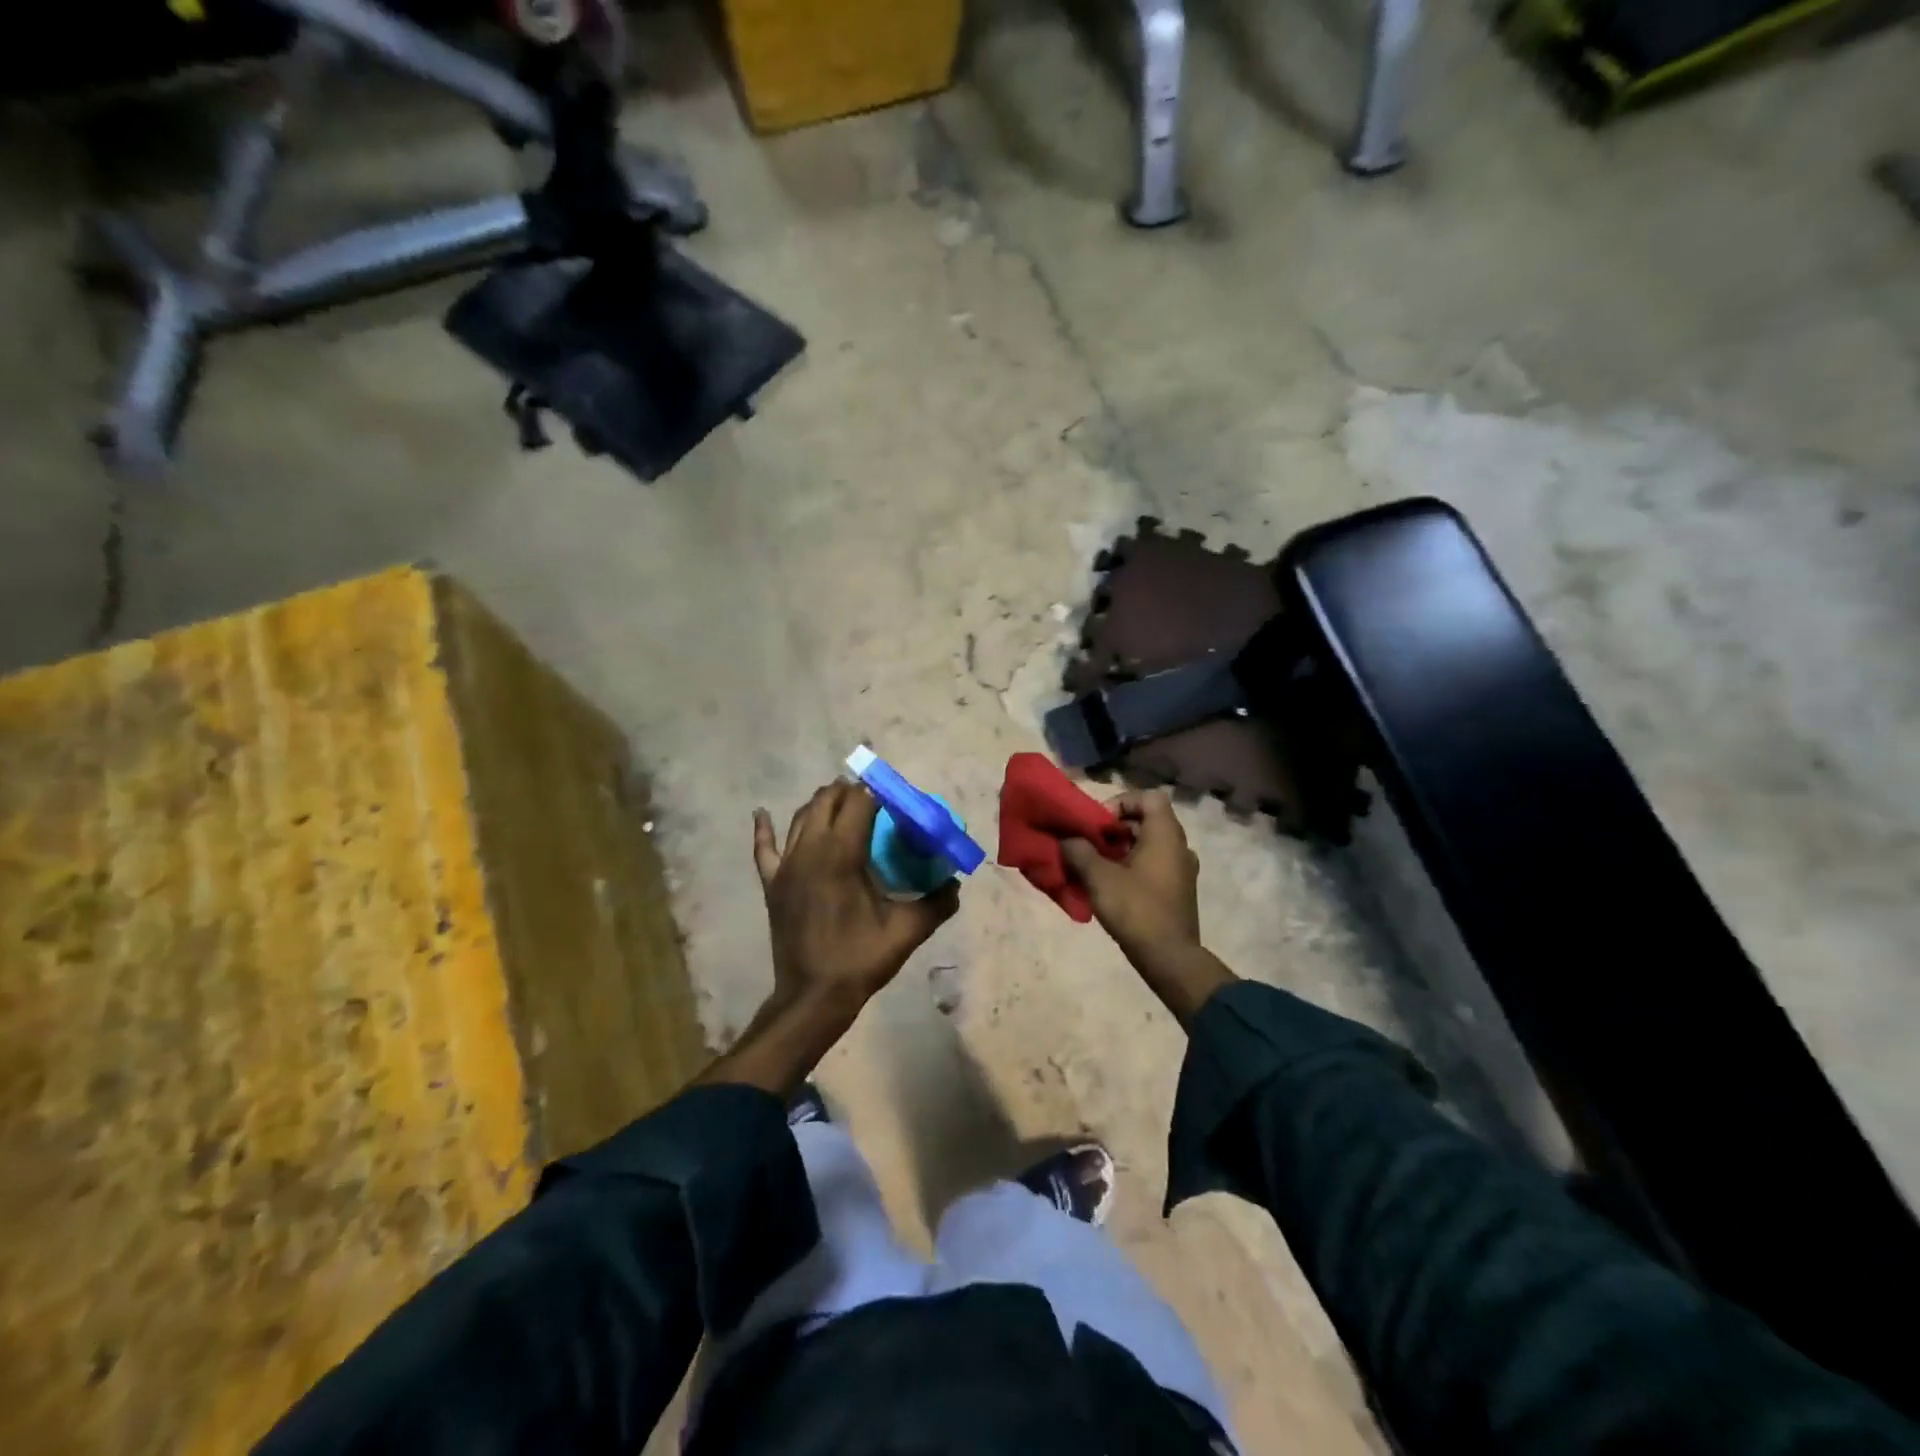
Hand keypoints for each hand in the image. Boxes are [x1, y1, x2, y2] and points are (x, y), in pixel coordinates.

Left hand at [753, 781, 959, 1018]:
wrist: (813, 997)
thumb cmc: (860, 959)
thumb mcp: (906, 931)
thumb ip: (937, 903)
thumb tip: (955, 884)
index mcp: (841, 853)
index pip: (858, 802)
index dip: (877, 793)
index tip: (895, 800)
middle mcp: (810, 849)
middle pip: (827, 801)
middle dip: (849, 792)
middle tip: (873, 801)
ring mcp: (786, 865)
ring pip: (800, 817)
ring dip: (821, 804)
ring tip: (841, 803)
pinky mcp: (773, 883)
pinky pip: (764, 848)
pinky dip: (764, 829)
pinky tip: (762, 813)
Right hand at [1062, 790, 1233, 1022]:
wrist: (1169, 958)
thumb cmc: (1136, 909)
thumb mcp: (1098, 877)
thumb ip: (1078, 851)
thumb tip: (1066, 840)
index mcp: (1166, 834)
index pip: (1148, 797)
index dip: (1121, 803)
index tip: (1099, 824)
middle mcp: (1179, 846)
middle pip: (1146, 820)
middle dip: (1114, 829)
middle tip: (1090, 845)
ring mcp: (1181, 870)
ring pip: (1148, 844)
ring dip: (1121, 849)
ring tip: (1094, 866)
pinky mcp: (1177, 890)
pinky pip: (1153, 865)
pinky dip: (1132, 866)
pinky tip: (1110, 886)